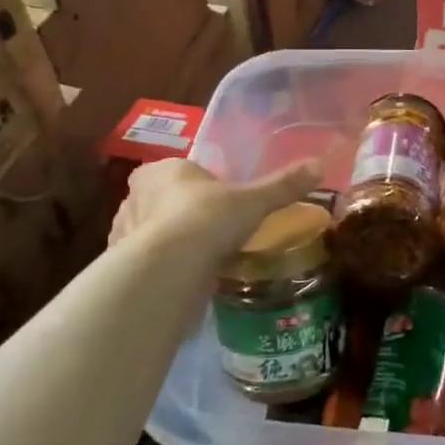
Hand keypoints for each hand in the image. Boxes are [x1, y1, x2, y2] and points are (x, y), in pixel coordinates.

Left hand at [112, 158, 321, 261]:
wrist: (169, 270)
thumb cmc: (207, 219)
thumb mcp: (253, 201)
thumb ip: (283, 185)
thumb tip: (319, 165)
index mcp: (162, 170)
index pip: (182, 171)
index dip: (202, 185)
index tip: (223, 202)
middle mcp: (135, 197)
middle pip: (166, 201)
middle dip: (185, 213)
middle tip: (216, 231)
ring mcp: (125, 233)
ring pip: (154, 232)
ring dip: (173, 242)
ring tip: (202, 259)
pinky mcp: (124, 266)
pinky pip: (150, 262)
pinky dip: (165, 267)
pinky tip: (185, 279)